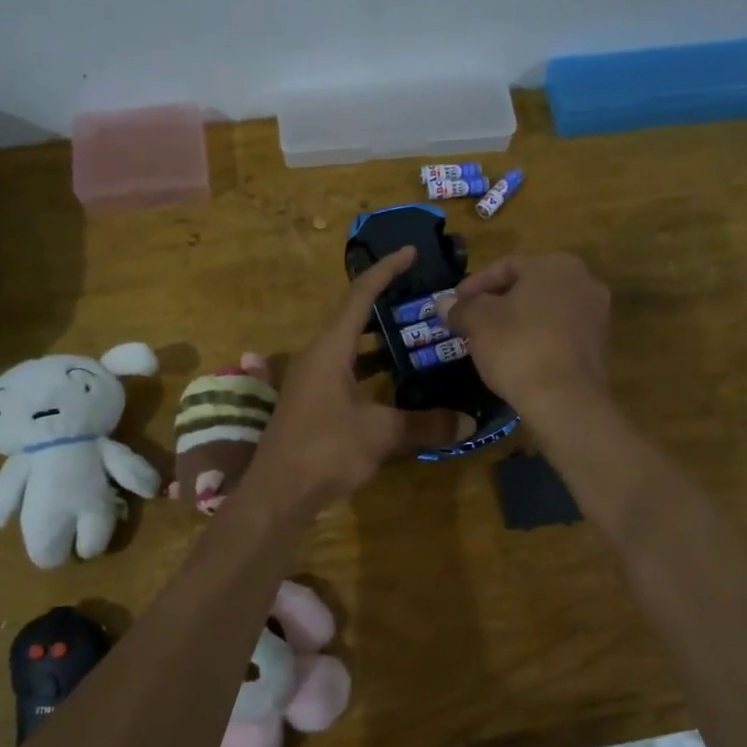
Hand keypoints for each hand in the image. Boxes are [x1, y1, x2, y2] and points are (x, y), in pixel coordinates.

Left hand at [244, 248, 468, 512]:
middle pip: (353, 320)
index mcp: (329, 349)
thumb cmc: (325, 450)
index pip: (359, 296)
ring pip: (350, 350)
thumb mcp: (381, 434)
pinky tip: (397, 386)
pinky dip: (371, 372)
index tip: (410, 252)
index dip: (385, 271)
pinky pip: (346, 374)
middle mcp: (317, 357)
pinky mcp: (312, 405)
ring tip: (418, 340)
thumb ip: (426, 424)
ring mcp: (311, 382)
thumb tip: (469, 422)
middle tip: (423, 302)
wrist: (277, 494)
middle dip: (387, 307)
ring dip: (380, 344)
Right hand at [443, 253, 611, 430]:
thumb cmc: (518, 347)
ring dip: (518, 320)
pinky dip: (538, 337)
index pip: (506, 265)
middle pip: (529, 286)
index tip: (455, 303)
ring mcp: (597, 314)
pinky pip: (560, 332)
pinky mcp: (599, 345)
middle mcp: (583, 281)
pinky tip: (518, 356)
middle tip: (471, 320)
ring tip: (491, 339)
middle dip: (498, 301)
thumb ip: (461, 308)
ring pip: (546, 309)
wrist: (565, 400)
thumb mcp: (478, 323)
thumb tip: (444, 303)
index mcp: (555, 265)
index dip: (475, 284)